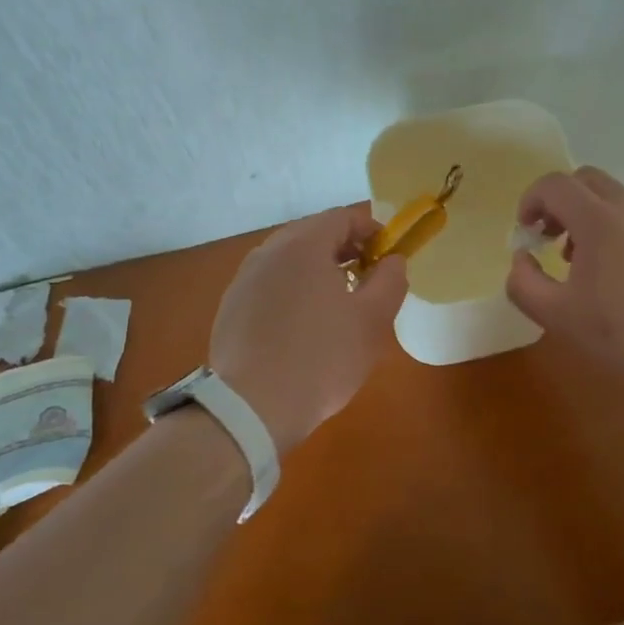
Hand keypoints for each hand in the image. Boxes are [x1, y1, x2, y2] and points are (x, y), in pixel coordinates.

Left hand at [210, 204, 408, 456]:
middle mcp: (269, 250)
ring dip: (318, 270)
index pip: (343, 217)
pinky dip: (293, 291)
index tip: (389, 257)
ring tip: (337, 305)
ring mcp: (245, 278)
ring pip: (290, 260)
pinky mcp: (231, 306)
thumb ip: (390, 280)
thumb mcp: (372, 320)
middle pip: (314, 234)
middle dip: (345, 249)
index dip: (372, 230)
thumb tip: (392, 260)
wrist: (251, 407)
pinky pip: (270, 284)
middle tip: (367, 280)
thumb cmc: (321, 358)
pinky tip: (303, 326)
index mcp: (303, 244)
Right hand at [506, 166, 623, 393]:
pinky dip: (616, 235)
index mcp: (599, 222)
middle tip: (550, 239)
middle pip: (587, 180)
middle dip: (560, 202)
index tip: (526, 234)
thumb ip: (524, 284)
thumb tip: (521, 261)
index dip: (530, 200)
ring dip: (588, 219)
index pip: (555, 185)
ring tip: (581, 266)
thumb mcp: (558, 317)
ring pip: (615, 201)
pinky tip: (619, 283)